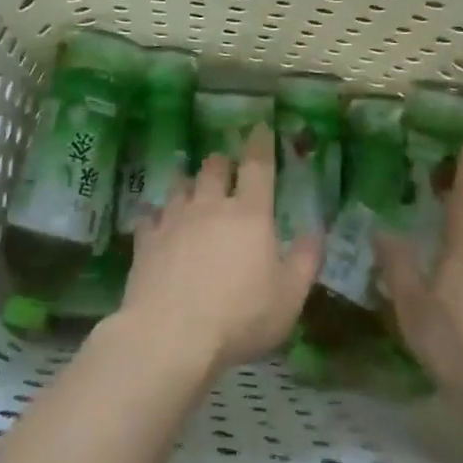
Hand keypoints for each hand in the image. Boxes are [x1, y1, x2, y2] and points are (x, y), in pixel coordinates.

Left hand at [120, 125, 321, 373]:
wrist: (170, 335)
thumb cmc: (240, 316)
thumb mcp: (289, 296)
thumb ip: (305, 260)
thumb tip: (316, 230)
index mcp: (249, 214)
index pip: (258, 166)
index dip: (260, 144)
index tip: (260, 127)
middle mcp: (210, 207)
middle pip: (213, 168)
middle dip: (221, 162)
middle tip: (225, 166)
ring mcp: (173, 221)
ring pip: (179, 186)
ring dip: (188, 183)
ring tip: (192, 188)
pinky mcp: (145, 241)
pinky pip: (150, 217)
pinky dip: (157, 216)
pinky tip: (157, 223)